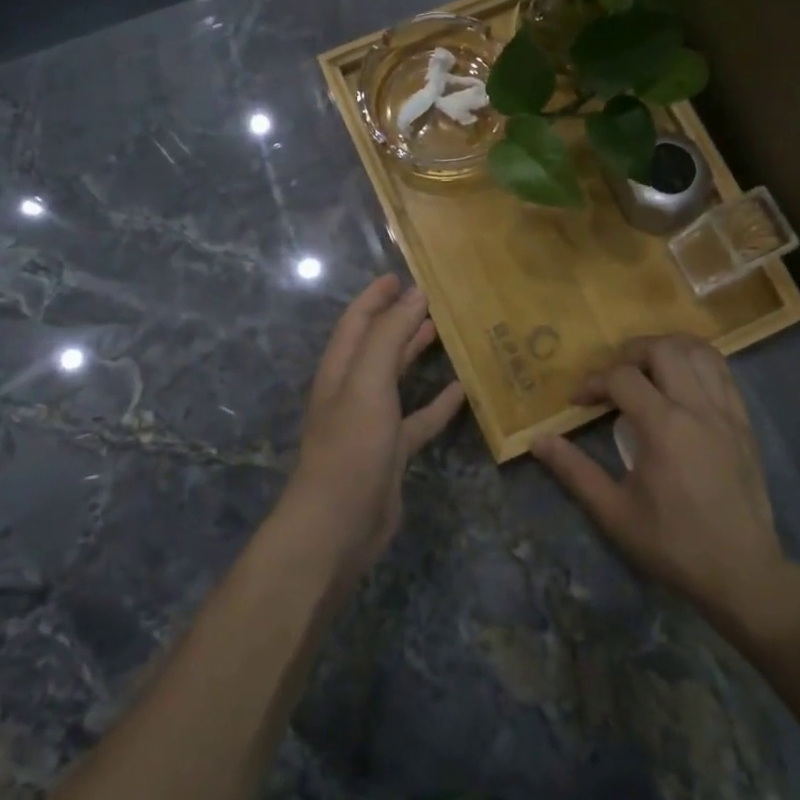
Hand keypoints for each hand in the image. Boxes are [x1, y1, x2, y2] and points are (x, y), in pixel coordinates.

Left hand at [282, 275, 466, 582]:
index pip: (357, 321)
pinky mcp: (392, 451)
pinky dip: (437, 403)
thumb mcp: (367, 382)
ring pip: (396, 378)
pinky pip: (418, 419)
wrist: (338, 525)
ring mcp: (372, 422)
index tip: (399, 275)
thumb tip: (415, 294)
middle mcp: (353, 390)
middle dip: (398, 319)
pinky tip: (461, 390)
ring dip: (415, 353)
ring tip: (444, 331)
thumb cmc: (350, 445)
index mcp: (340, 369)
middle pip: (377, 344)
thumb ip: (389, 335)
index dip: (375, 297)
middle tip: (430, 298)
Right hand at [532, 334, 799, 641]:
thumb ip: (575, 471)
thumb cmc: (673, 544)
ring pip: (699, 351)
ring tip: (647, 370)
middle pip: (663, 348)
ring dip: (667, 350)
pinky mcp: (745, 424)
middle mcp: (698, 408)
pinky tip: (682, 382)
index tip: (578, 402)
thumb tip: (538, 440)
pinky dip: (698, 363)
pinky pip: (723, 373)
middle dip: (630, 353)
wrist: (743, 574)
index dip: (593, 382)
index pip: (622, 377)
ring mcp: (727, 413)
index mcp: (664, 428)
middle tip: (613, 377)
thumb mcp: (614, 513)